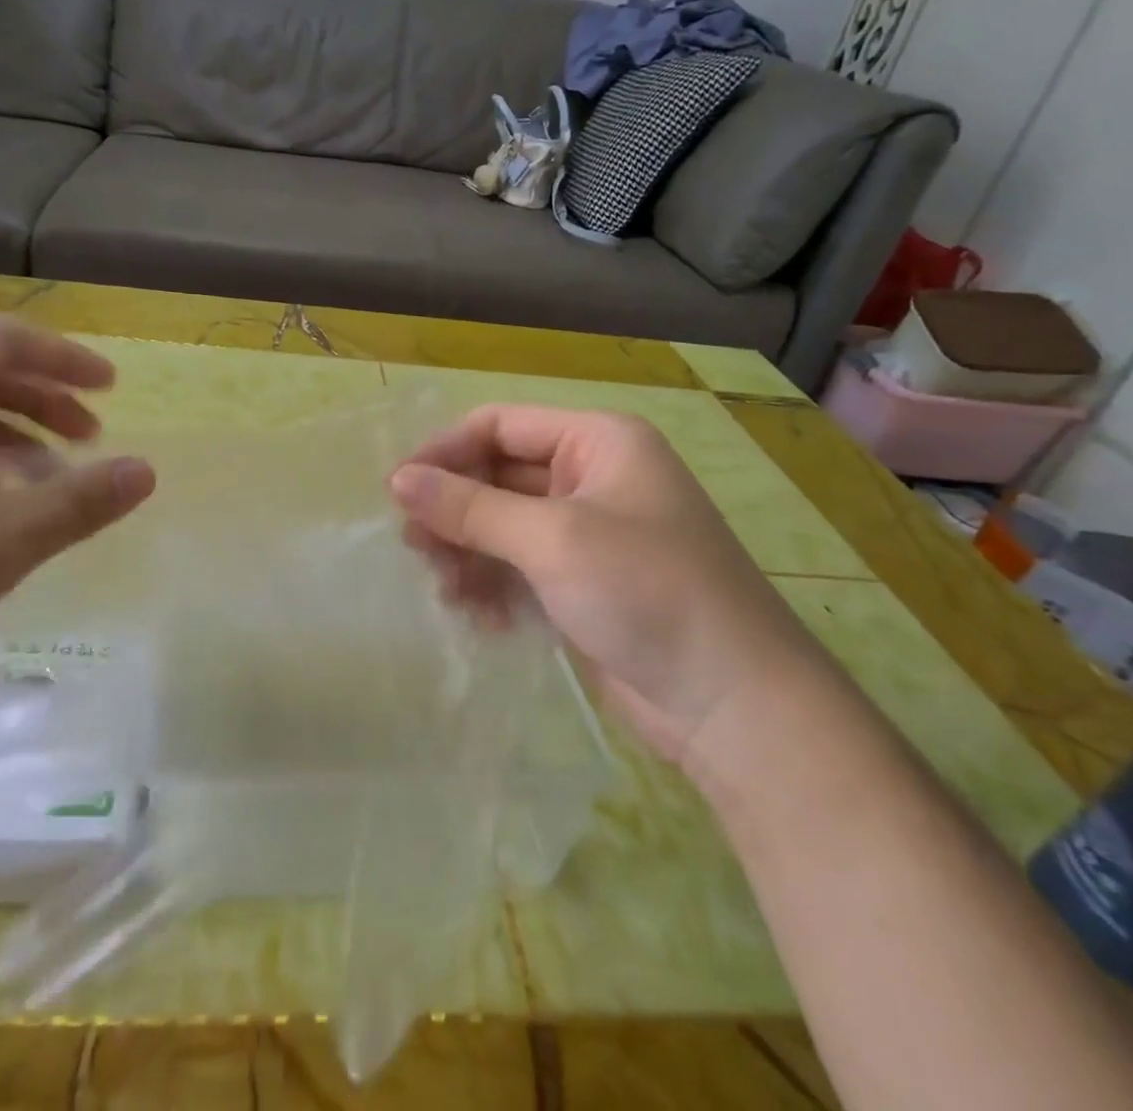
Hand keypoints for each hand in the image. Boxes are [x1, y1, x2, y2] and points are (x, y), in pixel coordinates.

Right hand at [389, 405, 824, 762]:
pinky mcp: (584, 583)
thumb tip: (397, 479)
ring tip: (445, 590)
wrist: (735, 706)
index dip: (445, 452)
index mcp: (598, 441)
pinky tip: (481, 618)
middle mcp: (592, 477)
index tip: (397, 491)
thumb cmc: (646, 592)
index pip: (499, 426)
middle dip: (455, 511)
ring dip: (469, 554)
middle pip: (498, 477)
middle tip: (414, 548)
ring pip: (503, 526)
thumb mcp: (552, 539)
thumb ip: (470, 507)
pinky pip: (520, 567)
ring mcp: (589, 533)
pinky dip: (495, 586)